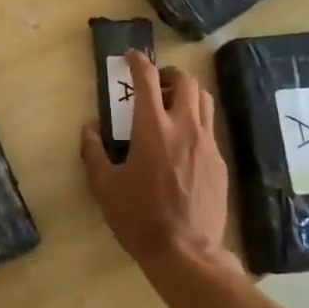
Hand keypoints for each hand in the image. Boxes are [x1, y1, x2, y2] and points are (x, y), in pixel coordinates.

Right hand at [81, 51, 231, 270]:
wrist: (185, 251)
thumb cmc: (138, 217)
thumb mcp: (104, 186)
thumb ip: (93, 151)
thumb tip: (89, 128)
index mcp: (152, 128)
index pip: (146, 79)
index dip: (138, 61)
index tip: (130, 56)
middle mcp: (184, 127)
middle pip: (186, 81)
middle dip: (169, 74)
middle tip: (155, 84)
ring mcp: (207, 143)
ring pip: (204, 100)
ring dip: (187, 93)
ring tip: (172, 106)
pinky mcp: (219, 162)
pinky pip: (210, 128)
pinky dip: (196, 121)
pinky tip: (183, 142)